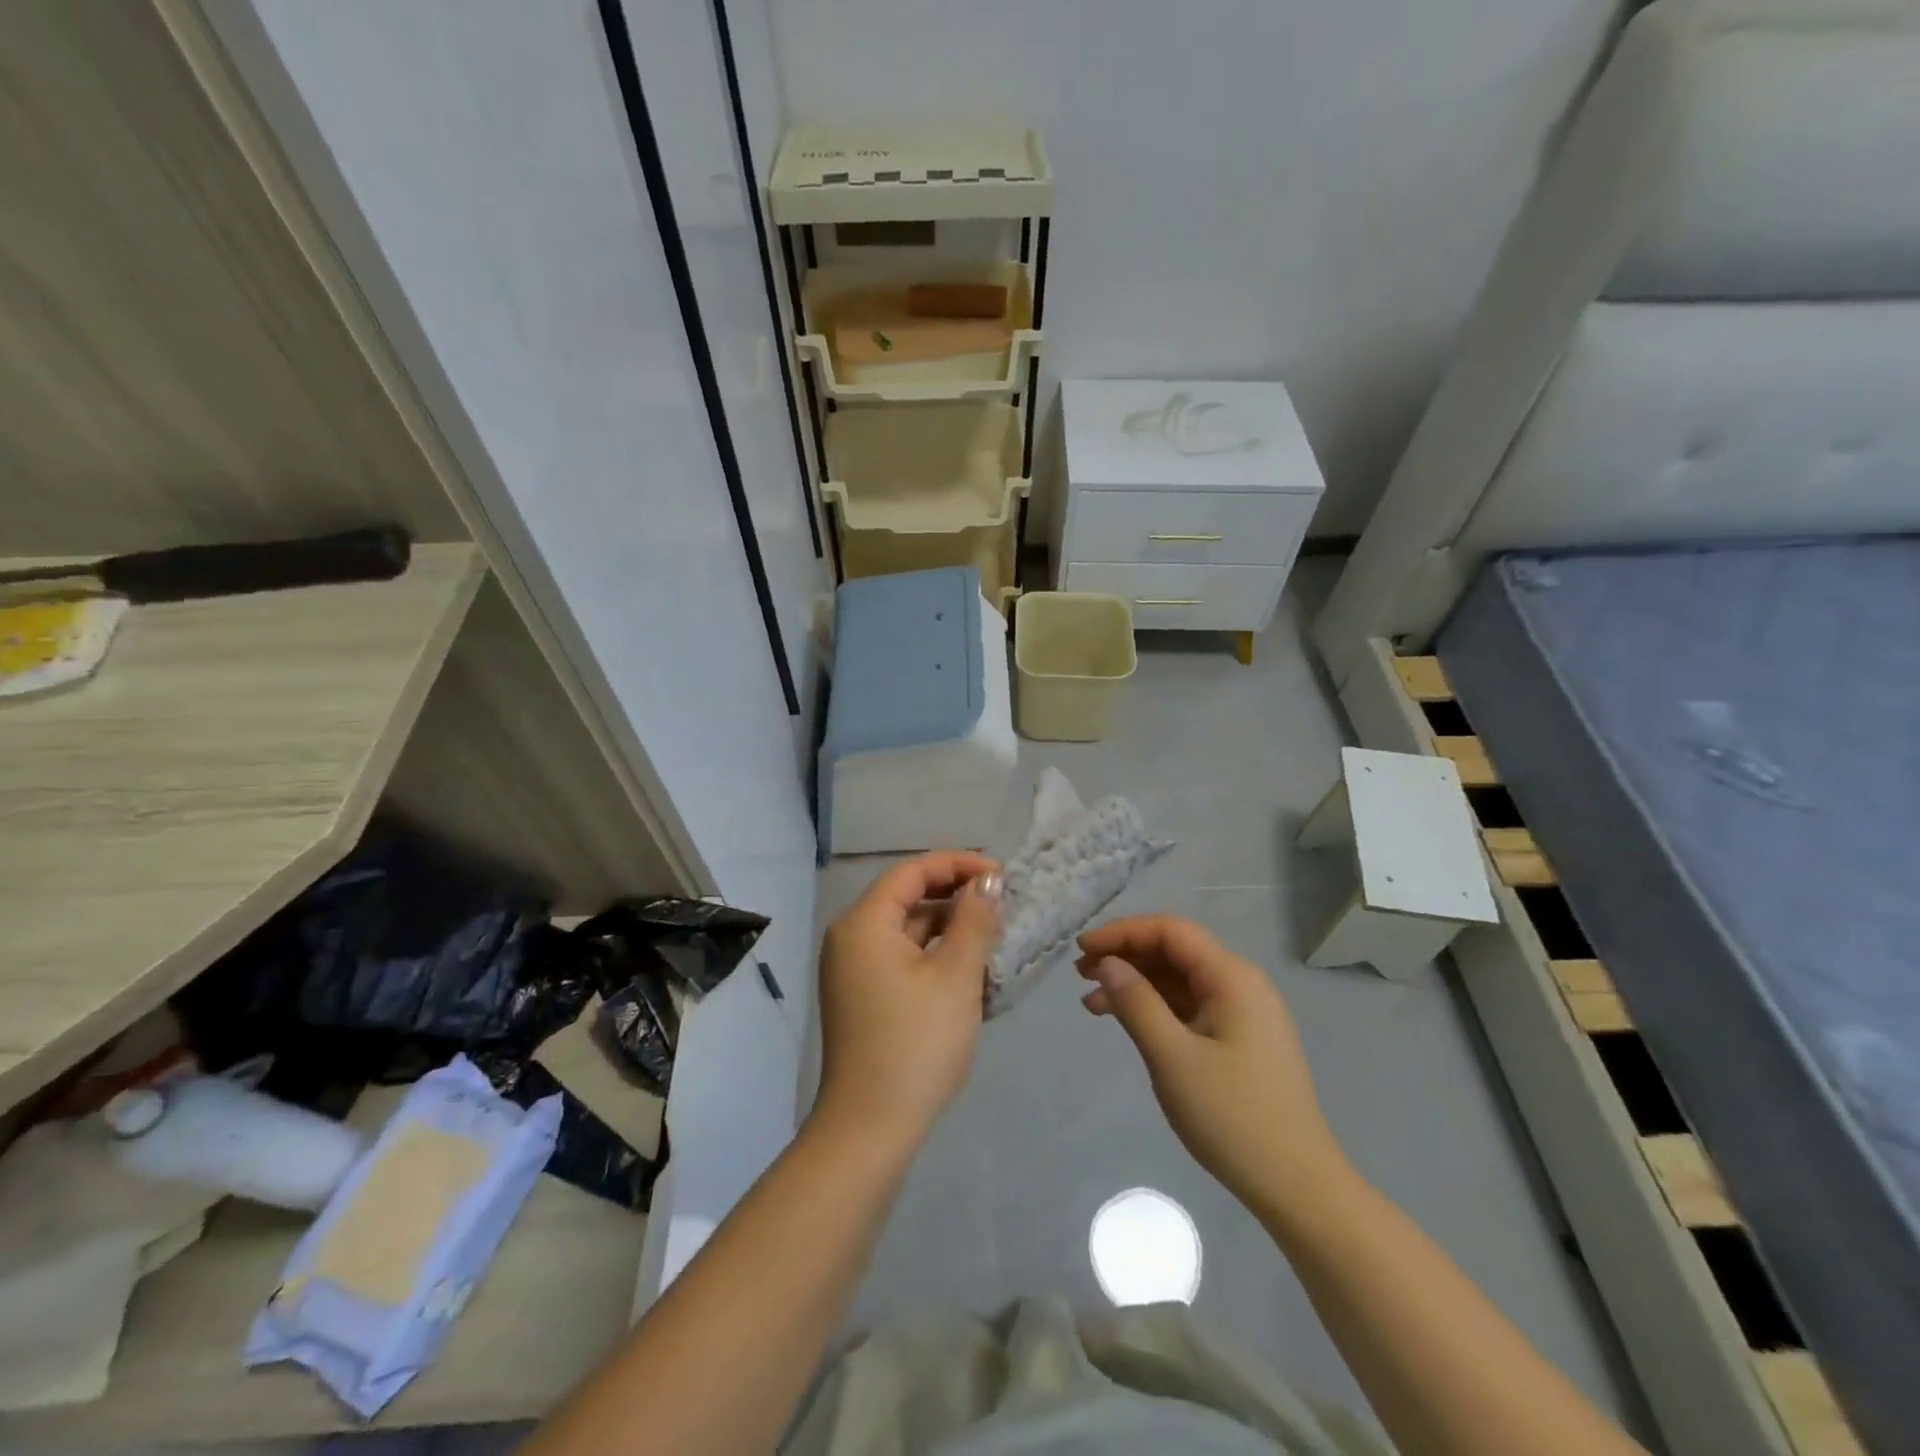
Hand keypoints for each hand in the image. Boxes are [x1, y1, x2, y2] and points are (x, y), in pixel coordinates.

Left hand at [814, 851, 1002, 1149]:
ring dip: (949, 928)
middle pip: (907, 897)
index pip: (913, 872)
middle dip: (956, 896)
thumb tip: (989, 881)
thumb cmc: (916, 1044)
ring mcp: (853, 970)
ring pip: (907, 930)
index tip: (1002, 875)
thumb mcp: (955, 976)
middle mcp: (851, 938)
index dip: (959, 865)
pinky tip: (970, 969)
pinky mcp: (863, 996)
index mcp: (864, 923)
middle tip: (1003, 904)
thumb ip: (974, 920)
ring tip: (994, 935)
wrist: (870, 1128)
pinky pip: (901, 958)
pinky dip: (934, 955)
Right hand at [1076, 915, 1348, 1212]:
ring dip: (1136, 984)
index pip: (1169, 931)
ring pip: (1179, 980)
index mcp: (1232, 977)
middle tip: (1080, 975)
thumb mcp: (1173, 1058)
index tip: (1082, 949)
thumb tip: (1108, 963)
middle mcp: (1241, 984)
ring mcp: (1243, 1012)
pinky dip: (1156, 1008)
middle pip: (1174, 951)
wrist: (1298, 1187)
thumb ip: (1136, 1003)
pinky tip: (1127, 1022)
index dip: (1122, 932)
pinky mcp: (1240, 1040)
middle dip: (1125, 957)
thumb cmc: (1233, 1117)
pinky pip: (1190, 1007)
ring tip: (1092, 1003)